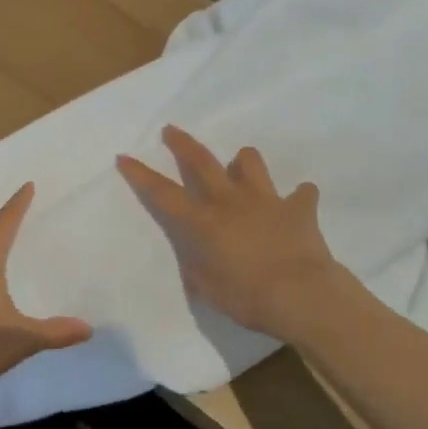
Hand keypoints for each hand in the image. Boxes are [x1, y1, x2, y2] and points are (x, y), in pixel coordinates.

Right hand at [117, 126, 351, 342]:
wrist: (302, 296)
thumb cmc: (248, 298)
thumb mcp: (208, 289)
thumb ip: (198, 267)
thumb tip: (196, 257)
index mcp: (203, 222)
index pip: (162, 193)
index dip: (140, 174)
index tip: (125, 156)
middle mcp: (230, 201)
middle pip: (201, 162)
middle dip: (182, 144)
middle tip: (171, 130)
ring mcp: (266, 199)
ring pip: (250, 162)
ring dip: (244, 162)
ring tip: (241, 167)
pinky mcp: (299, 208)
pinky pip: (301, 194)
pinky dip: (298, 197)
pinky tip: (298, 204)